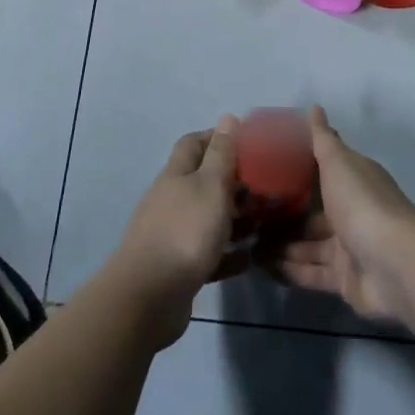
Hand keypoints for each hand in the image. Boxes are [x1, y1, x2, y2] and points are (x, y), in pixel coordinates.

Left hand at [104, 116, 245, 348]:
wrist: (148, 297)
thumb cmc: (185, 231)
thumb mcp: (211, 185)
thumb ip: (222, 154)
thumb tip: (228, 117)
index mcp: (177, 175)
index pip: (194, 143)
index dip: (217, 138)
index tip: (247, 143)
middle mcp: (172, 199)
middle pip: (203, 182)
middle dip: (234, 183)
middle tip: (266, 190)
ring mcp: (172, 234)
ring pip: (209, 218)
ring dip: (235, 220)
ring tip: (265, 224)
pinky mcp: (178, 267)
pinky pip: (209, 254)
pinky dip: (229, 254)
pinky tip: (249, 259)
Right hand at [262, 107, 414, 323]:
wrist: (394, 264)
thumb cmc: (362, 204)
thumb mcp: (338, 163)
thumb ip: (322, 139)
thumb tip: (314, 107)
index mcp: (353, 180)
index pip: (322, 171)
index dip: (295, 170)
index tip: (263, 169)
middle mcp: (351, 211)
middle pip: (311, 212)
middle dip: (281, 214)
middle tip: (245, 213)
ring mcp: (348, 247)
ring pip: (307, 244)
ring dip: (279, 244)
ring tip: (245, 242)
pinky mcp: (344, 280)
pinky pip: (310, 272)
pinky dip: (289, 269)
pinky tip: (259, 266)